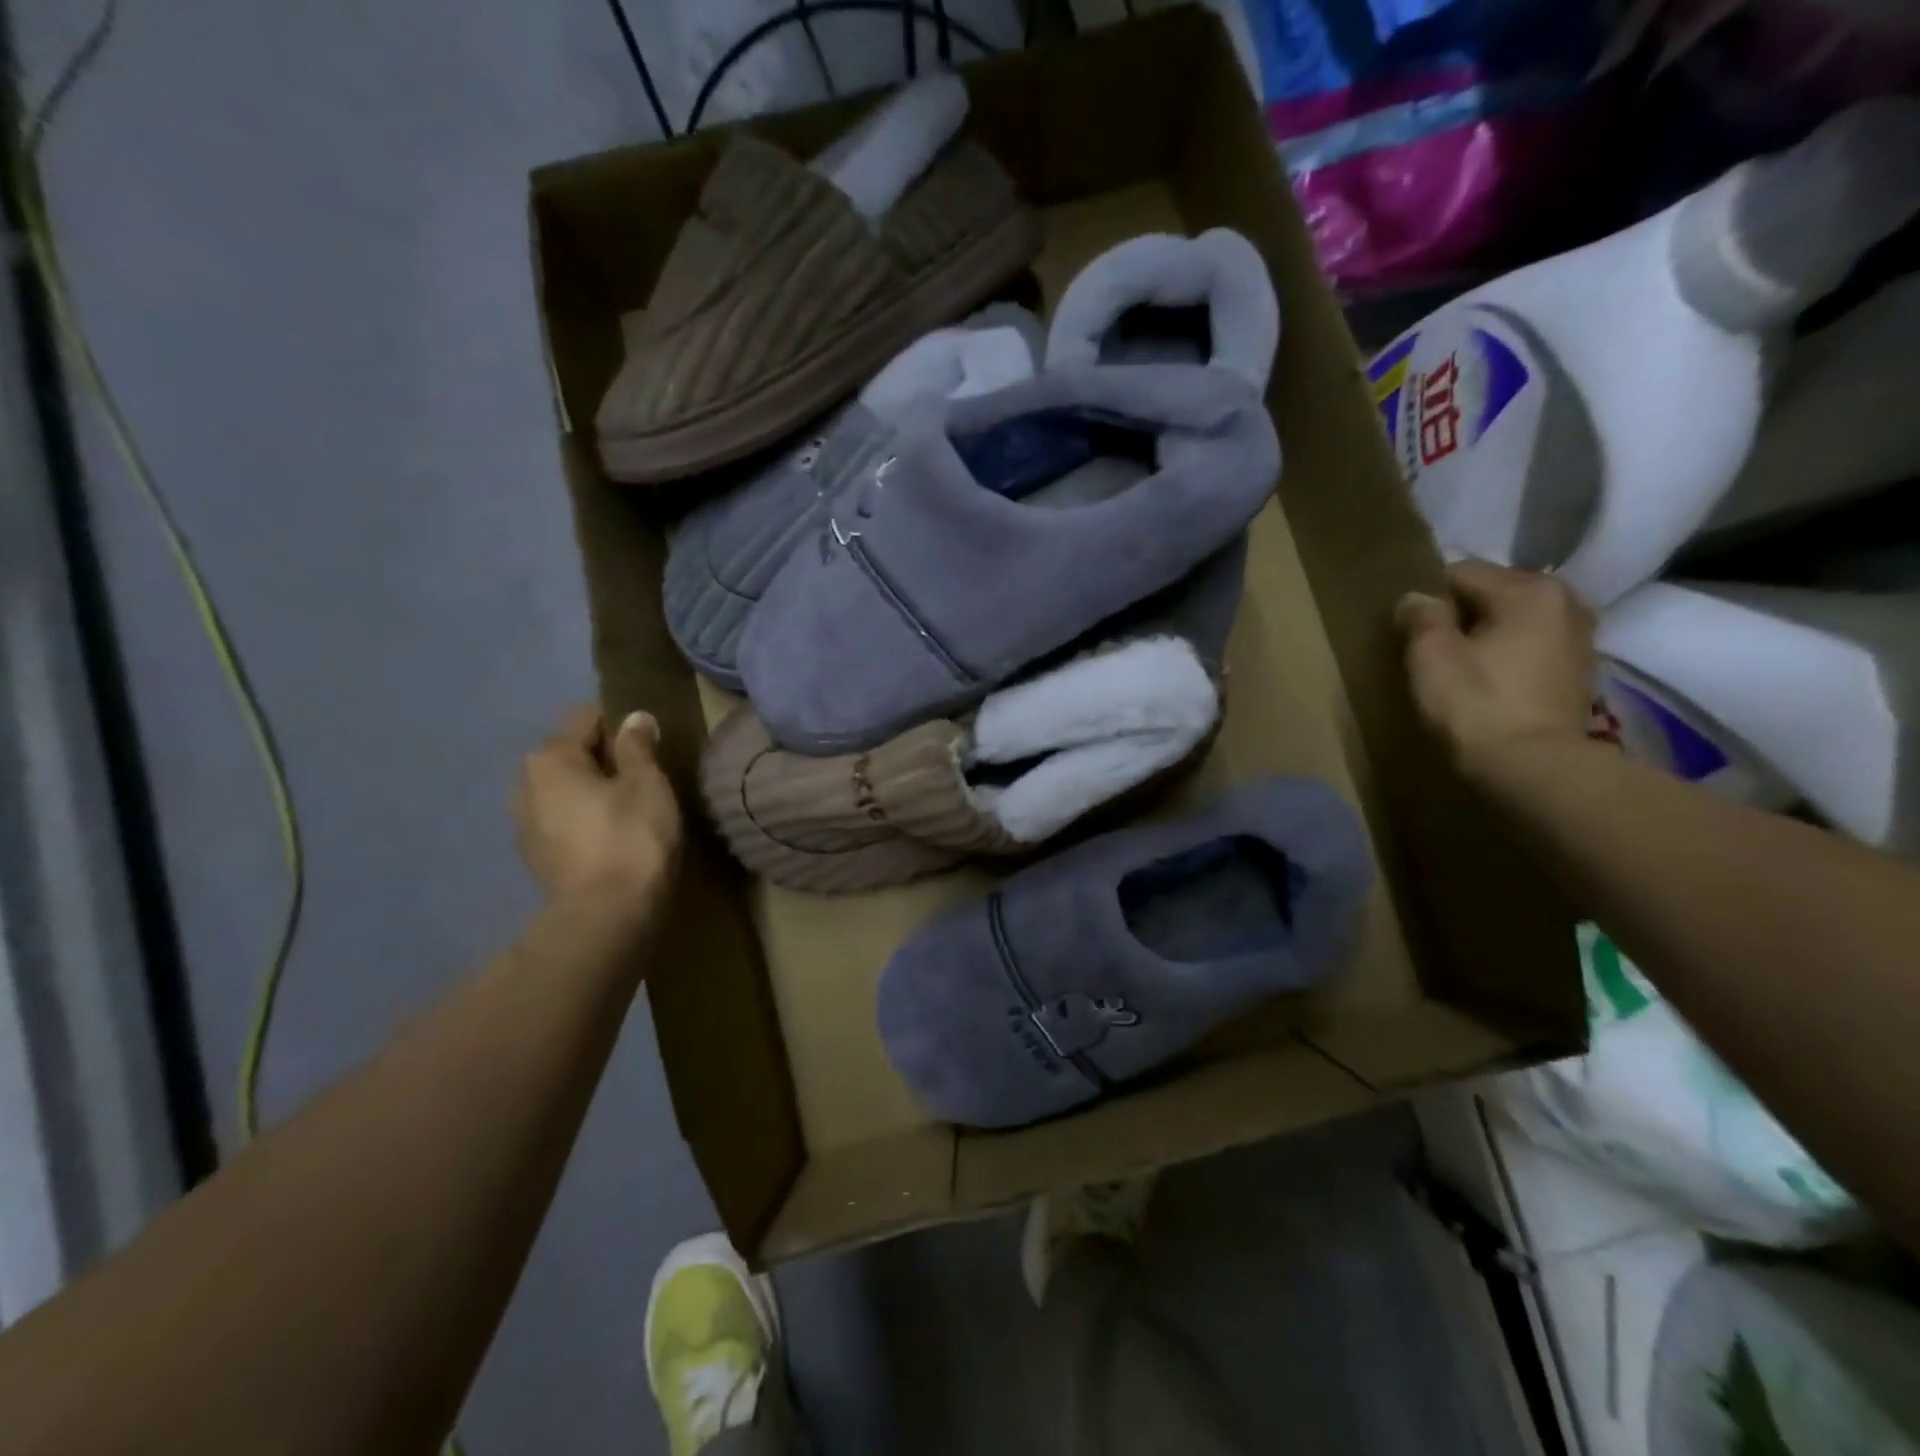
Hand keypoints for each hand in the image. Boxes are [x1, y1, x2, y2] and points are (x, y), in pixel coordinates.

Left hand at [513, 704, 682, 935]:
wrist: (606, 917)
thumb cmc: (631, 838)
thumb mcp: (647, 784)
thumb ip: (638, 747)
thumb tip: (634, 717)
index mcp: (550, 757)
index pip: (585, 717)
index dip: (620, 726)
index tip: (649, 748)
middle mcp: (525, 783)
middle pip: (570, 754)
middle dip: (603, 760)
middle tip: (644, 781)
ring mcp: (523, 823)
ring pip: (565, 790)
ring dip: (592, 793)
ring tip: (629, 813)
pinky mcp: (533, 857)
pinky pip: (562, 821)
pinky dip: (584, 822)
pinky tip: (612, 840)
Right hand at [1395, 560, 1595, 778]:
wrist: (1532, 767)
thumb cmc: (1476, 703)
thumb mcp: (1431, 654)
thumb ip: (1421, 616)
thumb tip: (1417, 598)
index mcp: (1530, 589)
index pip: (1461, 573)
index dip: (1429, 600)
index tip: (1412, 633)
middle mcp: (1566, 602)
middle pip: (1493, 594)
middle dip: (1462, 615)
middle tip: (1434, 651)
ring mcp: (1580, 638)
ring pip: (1514, 622)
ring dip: (1486, 637)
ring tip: (1461, 668)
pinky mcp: (1579, 672)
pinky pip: (1531, 648)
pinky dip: (1508, 657)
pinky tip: (1490, 683)